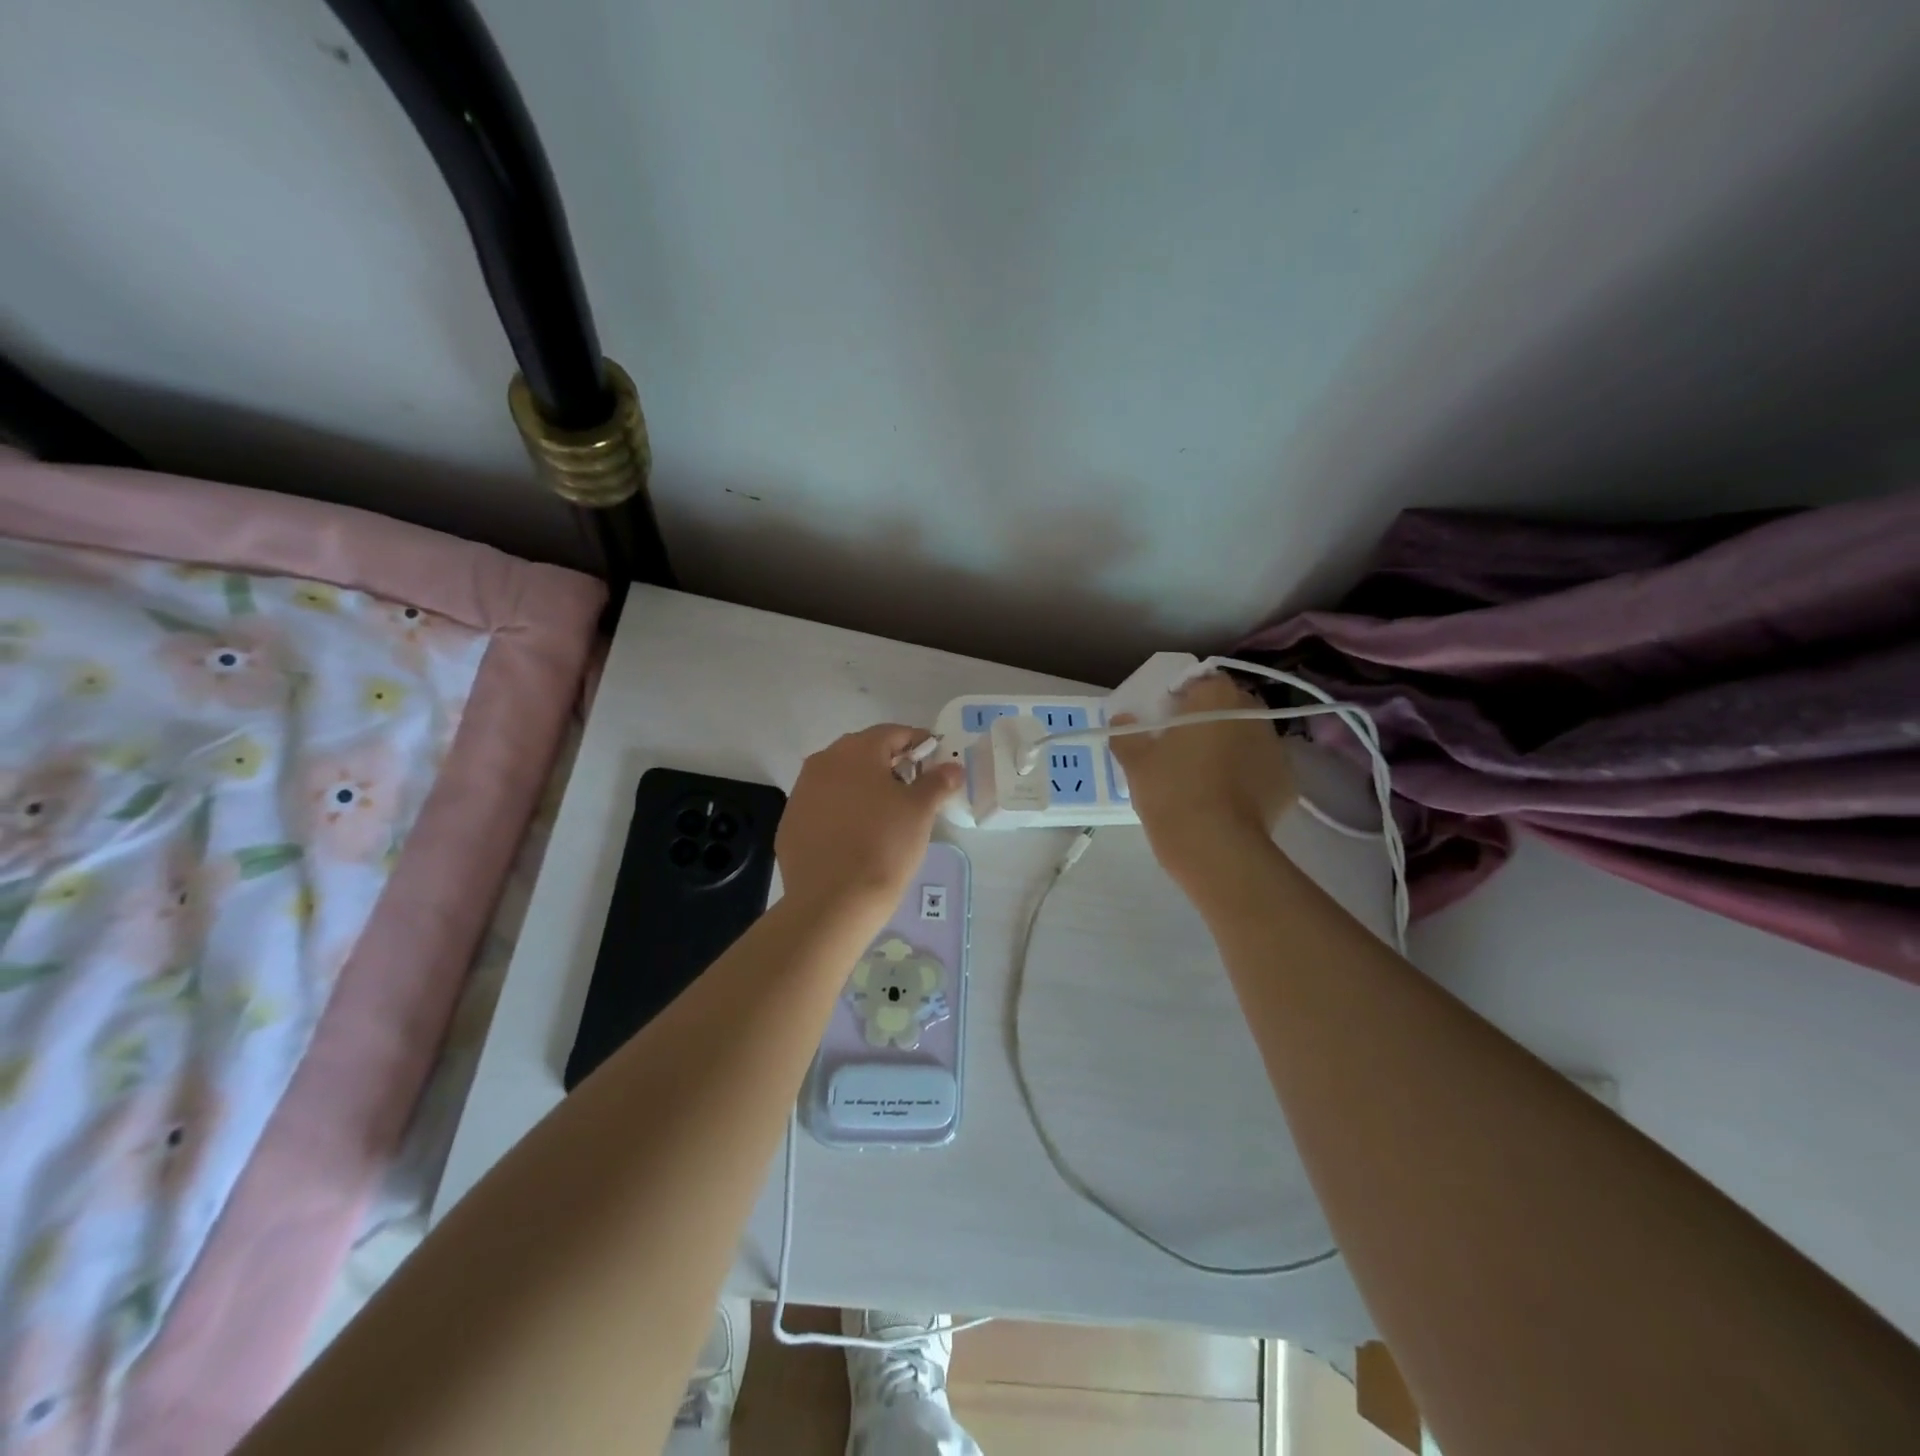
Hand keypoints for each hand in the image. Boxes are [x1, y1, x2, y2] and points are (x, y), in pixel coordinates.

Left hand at [776, 724, 962, 916]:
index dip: (918, 743)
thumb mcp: (920, 811)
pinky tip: (856, 835)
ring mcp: (801, 792)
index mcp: (856, 751)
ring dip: (863, 787)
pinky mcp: (790, 823)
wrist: (833, 901)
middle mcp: (823, 762)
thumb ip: (937, 782)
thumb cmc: (884, 845)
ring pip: (840, 779)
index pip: (892, 733)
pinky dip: (842, 811)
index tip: (935, 759)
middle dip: (889, 764)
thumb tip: (952, 767)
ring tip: (885, 813)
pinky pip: (823, 806)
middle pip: (863, 752)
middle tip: (913, 787)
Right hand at [1110, 673, 1295, 885]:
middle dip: (1210, 720)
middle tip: (1183, 747)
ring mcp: (1276, 748)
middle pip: (1228, 707)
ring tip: (1205, 776)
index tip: (1166, 719)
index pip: (1202, 681)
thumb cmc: (1171, 790)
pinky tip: (1226, 799)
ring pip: (1247, 738)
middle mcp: (1253, 713)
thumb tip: (1122, 720)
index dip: (1183, 697)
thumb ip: (1127, 734)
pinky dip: (1247, 777)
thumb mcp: (1136, 762)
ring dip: (1230, 747)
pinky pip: (1261, 770)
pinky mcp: (1288, 782)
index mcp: (1216, 697)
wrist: (1215, 846)